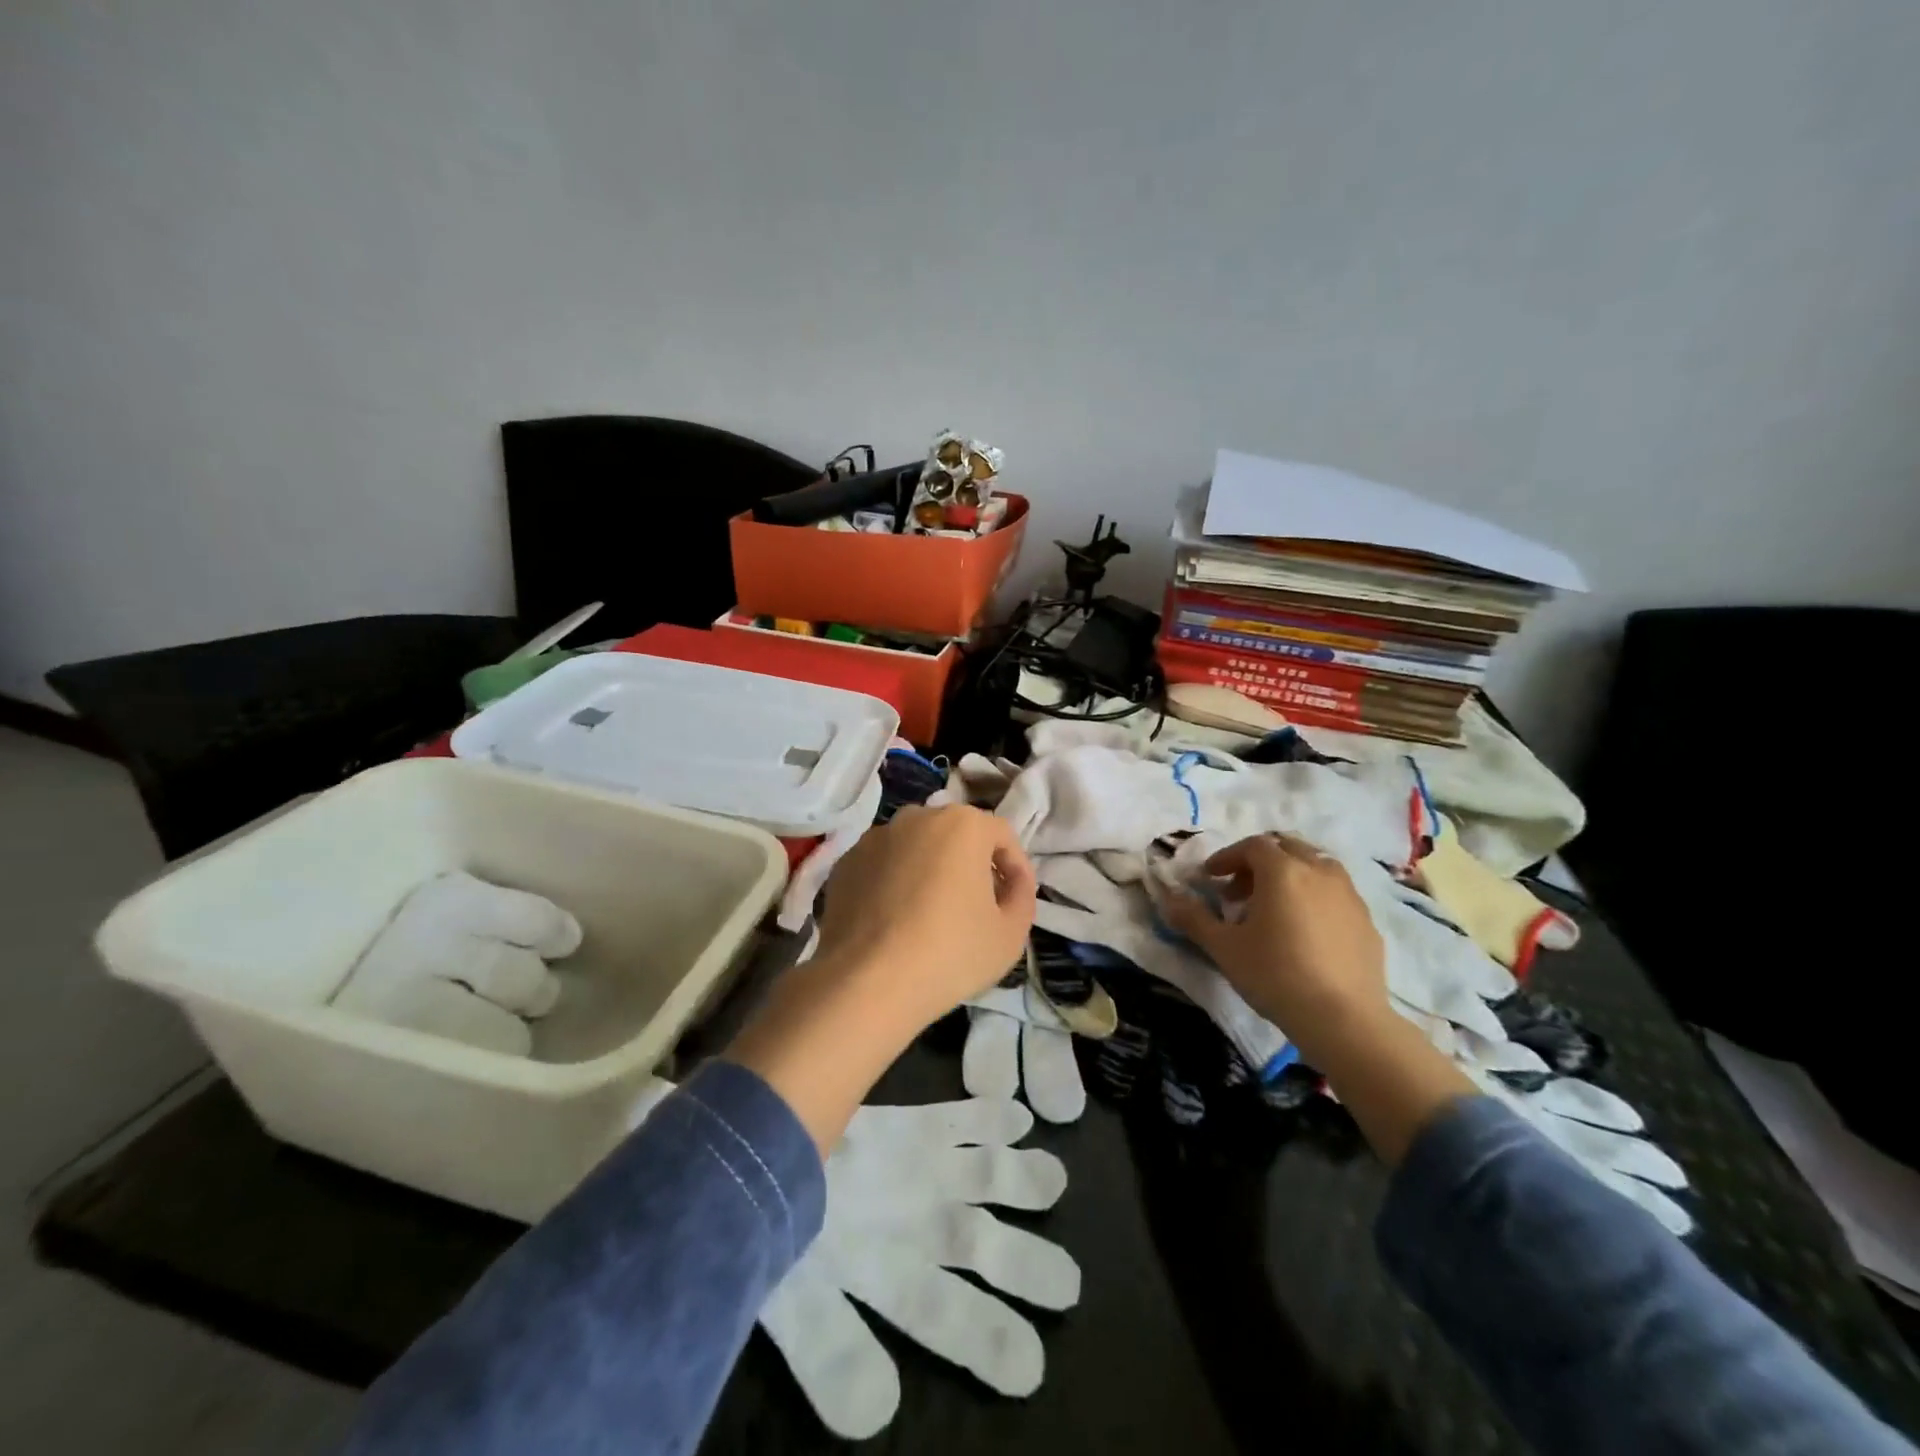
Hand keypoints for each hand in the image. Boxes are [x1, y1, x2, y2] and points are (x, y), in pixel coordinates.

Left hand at [729, 804, 1036, 1152]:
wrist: (866, 982)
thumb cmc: (949, 953)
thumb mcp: (1011, 933)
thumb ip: (1022, 895)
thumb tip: (1011, 881)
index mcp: (962, 824)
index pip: (1001, 835)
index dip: (1015, 866)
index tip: (1014, 898)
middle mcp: (916, 817)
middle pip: (956, 835)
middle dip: (971, 863)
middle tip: (977, 905)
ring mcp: (875, 837)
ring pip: (916, 847)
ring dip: (930, 870)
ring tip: (931, 914)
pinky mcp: (845, 862)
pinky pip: (883, 865)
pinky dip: (895, 882)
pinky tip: (895, 920)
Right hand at [1162, 833, 1474, 1163]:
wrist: (1344, 1020)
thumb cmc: (1275, 975)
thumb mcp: (1223, 948)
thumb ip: (1193, 918)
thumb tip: (1168, 899)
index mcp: (1283, 871)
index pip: (1252, 845)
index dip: (1227, 857)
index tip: (1210, 878)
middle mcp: (1319, 872)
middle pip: (1287, 847)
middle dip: (1259, 862)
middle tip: (1239, 890)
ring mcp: (1349, 895)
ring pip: (1316, 866)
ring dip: (1290, 876)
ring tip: (1273, 909)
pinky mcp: (1367, 921)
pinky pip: (1336, 894)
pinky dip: (1314, 898)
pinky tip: (1305, 932)